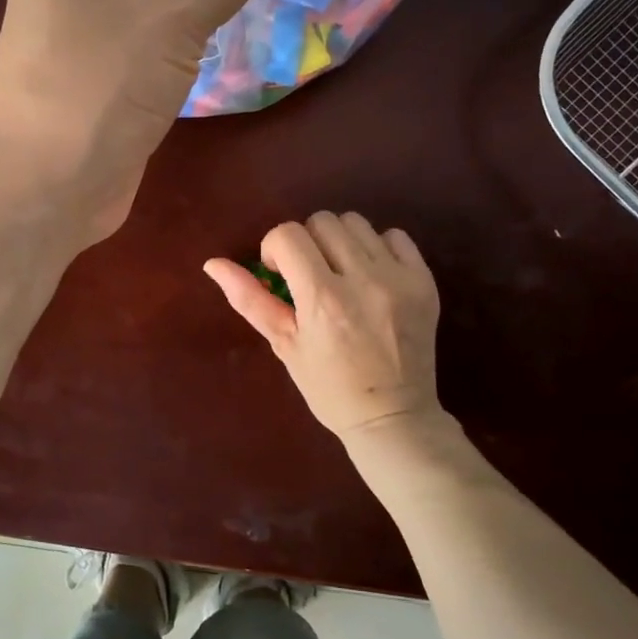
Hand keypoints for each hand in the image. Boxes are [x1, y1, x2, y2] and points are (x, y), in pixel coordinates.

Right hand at [205, 212, 443, 444]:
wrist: (392, 417)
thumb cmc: (328, 387)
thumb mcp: (283, 344)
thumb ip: (249, 299)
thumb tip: (213, 263)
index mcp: (322, 299)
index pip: (288, 235)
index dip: (275, 248)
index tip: (279, 274)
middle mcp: (363, 280)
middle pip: (322, 222)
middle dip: (306, 242)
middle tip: (309, 275)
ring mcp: (398, 279)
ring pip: (356, 223)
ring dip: (339, 241)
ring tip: (341, 273)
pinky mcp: (425, 281)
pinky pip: (396, 236)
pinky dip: (377, 247)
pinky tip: (371, 275)